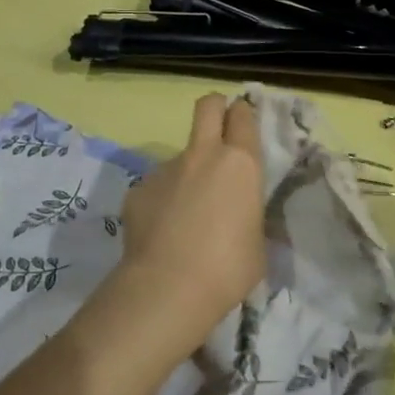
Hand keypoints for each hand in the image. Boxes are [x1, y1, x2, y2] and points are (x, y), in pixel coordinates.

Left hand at [117, 94, 266, 343]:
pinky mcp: (138, 189)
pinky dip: (161, 202)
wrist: (167, 287)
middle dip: (216, 107)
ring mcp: (166, 169)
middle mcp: (203, 155)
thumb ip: (249, 217)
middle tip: (219, 126)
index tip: (243, 122)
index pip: (243, 116)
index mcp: (240, 164)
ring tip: (186, 216)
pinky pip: (156, 187)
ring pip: (180, 156)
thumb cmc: (227, 269)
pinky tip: (161, 233)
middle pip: (208, 106)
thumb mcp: (257, 244)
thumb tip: (239, 216)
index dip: (243, 114)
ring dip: (187, 173)